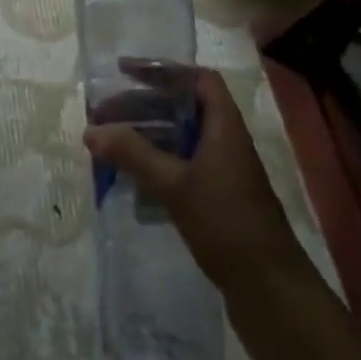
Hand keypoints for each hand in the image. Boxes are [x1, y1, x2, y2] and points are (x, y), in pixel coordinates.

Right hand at [83, 62, 307, 303]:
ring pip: (179, 139)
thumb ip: (133, 154)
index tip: (126, 72)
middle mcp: (225, 142)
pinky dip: (155, 164)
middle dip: (143, 106)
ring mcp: (222, 172)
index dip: (165, 70)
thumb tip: (91, 130)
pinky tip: (130, 178)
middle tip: (104, 114)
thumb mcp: (175, 185)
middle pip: (183, 108)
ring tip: (109, 144)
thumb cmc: (226, 223)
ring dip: (146, 136)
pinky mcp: (216, 198)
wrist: (270, 289)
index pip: (199, 80)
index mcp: (224, 127)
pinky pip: (180, 166)